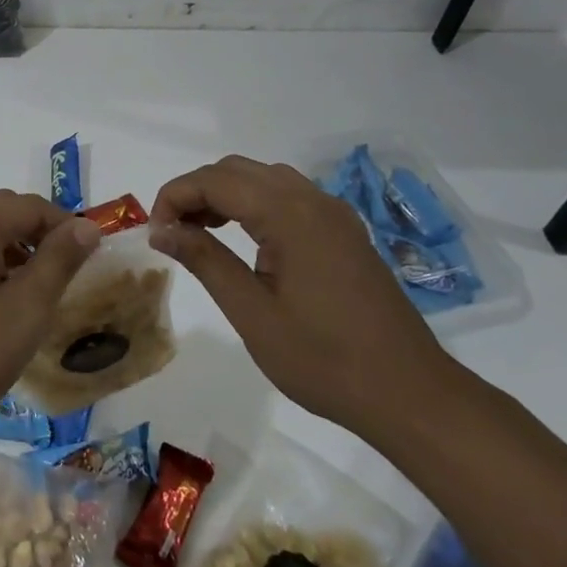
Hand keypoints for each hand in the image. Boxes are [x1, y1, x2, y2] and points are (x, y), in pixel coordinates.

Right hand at [149, 156, 456, 438]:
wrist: (411, 396)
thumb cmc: (325, 360)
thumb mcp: (252, 314)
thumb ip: (205, 261)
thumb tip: (162, 229)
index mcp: (290, 215)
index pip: (215, 181)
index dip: (175, 197)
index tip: (155, 234)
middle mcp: (313, 201)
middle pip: (237, 170)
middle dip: (196, 191)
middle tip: (172, 233)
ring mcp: (334, 214)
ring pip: (263, 178)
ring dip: (225, 195)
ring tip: (200, 234)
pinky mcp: (345, 233)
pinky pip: (289, 197)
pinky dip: (254, 204)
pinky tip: (245, 241)